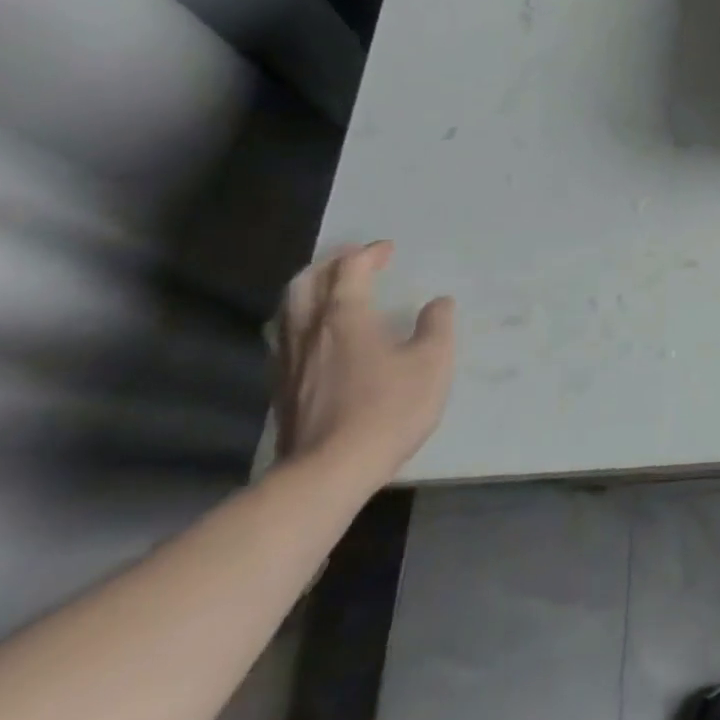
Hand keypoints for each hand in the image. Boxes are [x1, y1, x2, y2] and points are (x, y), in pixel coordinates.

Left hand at [275, 241, 455, 489]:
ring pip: (288, 311)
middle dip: (329, 265)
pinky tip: (316, 337)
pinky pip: (286, 338)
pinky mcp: (281, 389)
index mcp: (345, 317)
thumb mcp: (432, 362)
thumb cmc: (389, 408)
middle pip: (306, 283)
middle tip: (351, 261)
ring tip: (329, 291)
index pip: (350, 270)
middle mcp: (310, 331)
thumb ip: (436, 326)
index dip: (368, 254)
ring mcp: (289, 361)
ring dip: (309, 291)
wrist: (330, 470)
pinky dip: (301, 322)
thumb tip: (438, 303)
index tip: (387, 249)